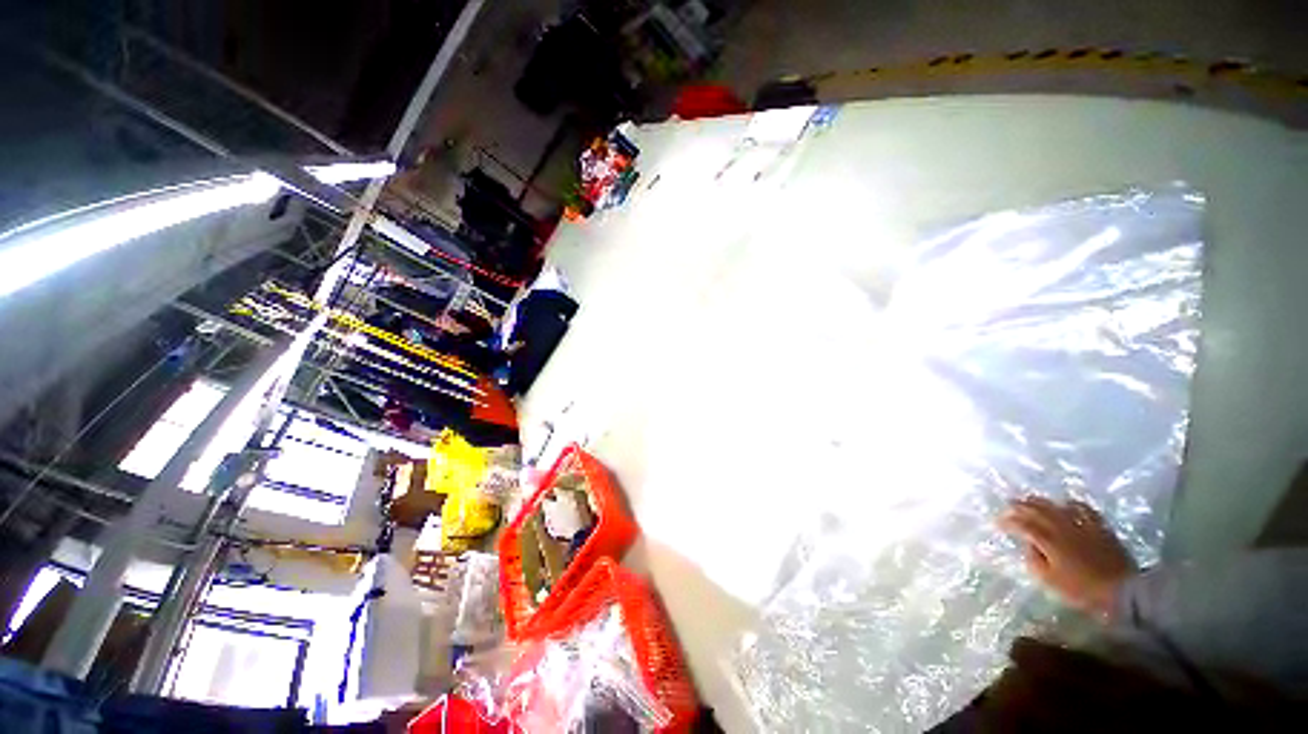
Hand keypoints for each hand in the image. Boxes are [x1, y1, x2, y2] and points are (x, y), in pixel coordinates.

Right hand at [998, 496, 1137, 617]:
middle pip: (1037, 510)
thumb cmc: (1082, 589)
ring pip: (1056, 505)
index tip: (997, 522)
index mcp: (1047, 540)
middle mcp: (1061, 527)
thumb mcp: (1050, 580)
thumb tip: (1029, 546)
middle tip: (1009, 504)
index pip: (1021, 524)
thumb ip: (1035, 560)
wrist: (1123, 590)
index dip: (1008, 522)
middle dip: (1020, 506)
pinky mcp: (1099, 526)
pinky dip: (1070, 504)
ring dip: (1041, 501)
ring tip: (1031, 500)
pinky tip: (1066, 504)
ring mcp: (1082, 524)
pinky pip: (1083, 508)